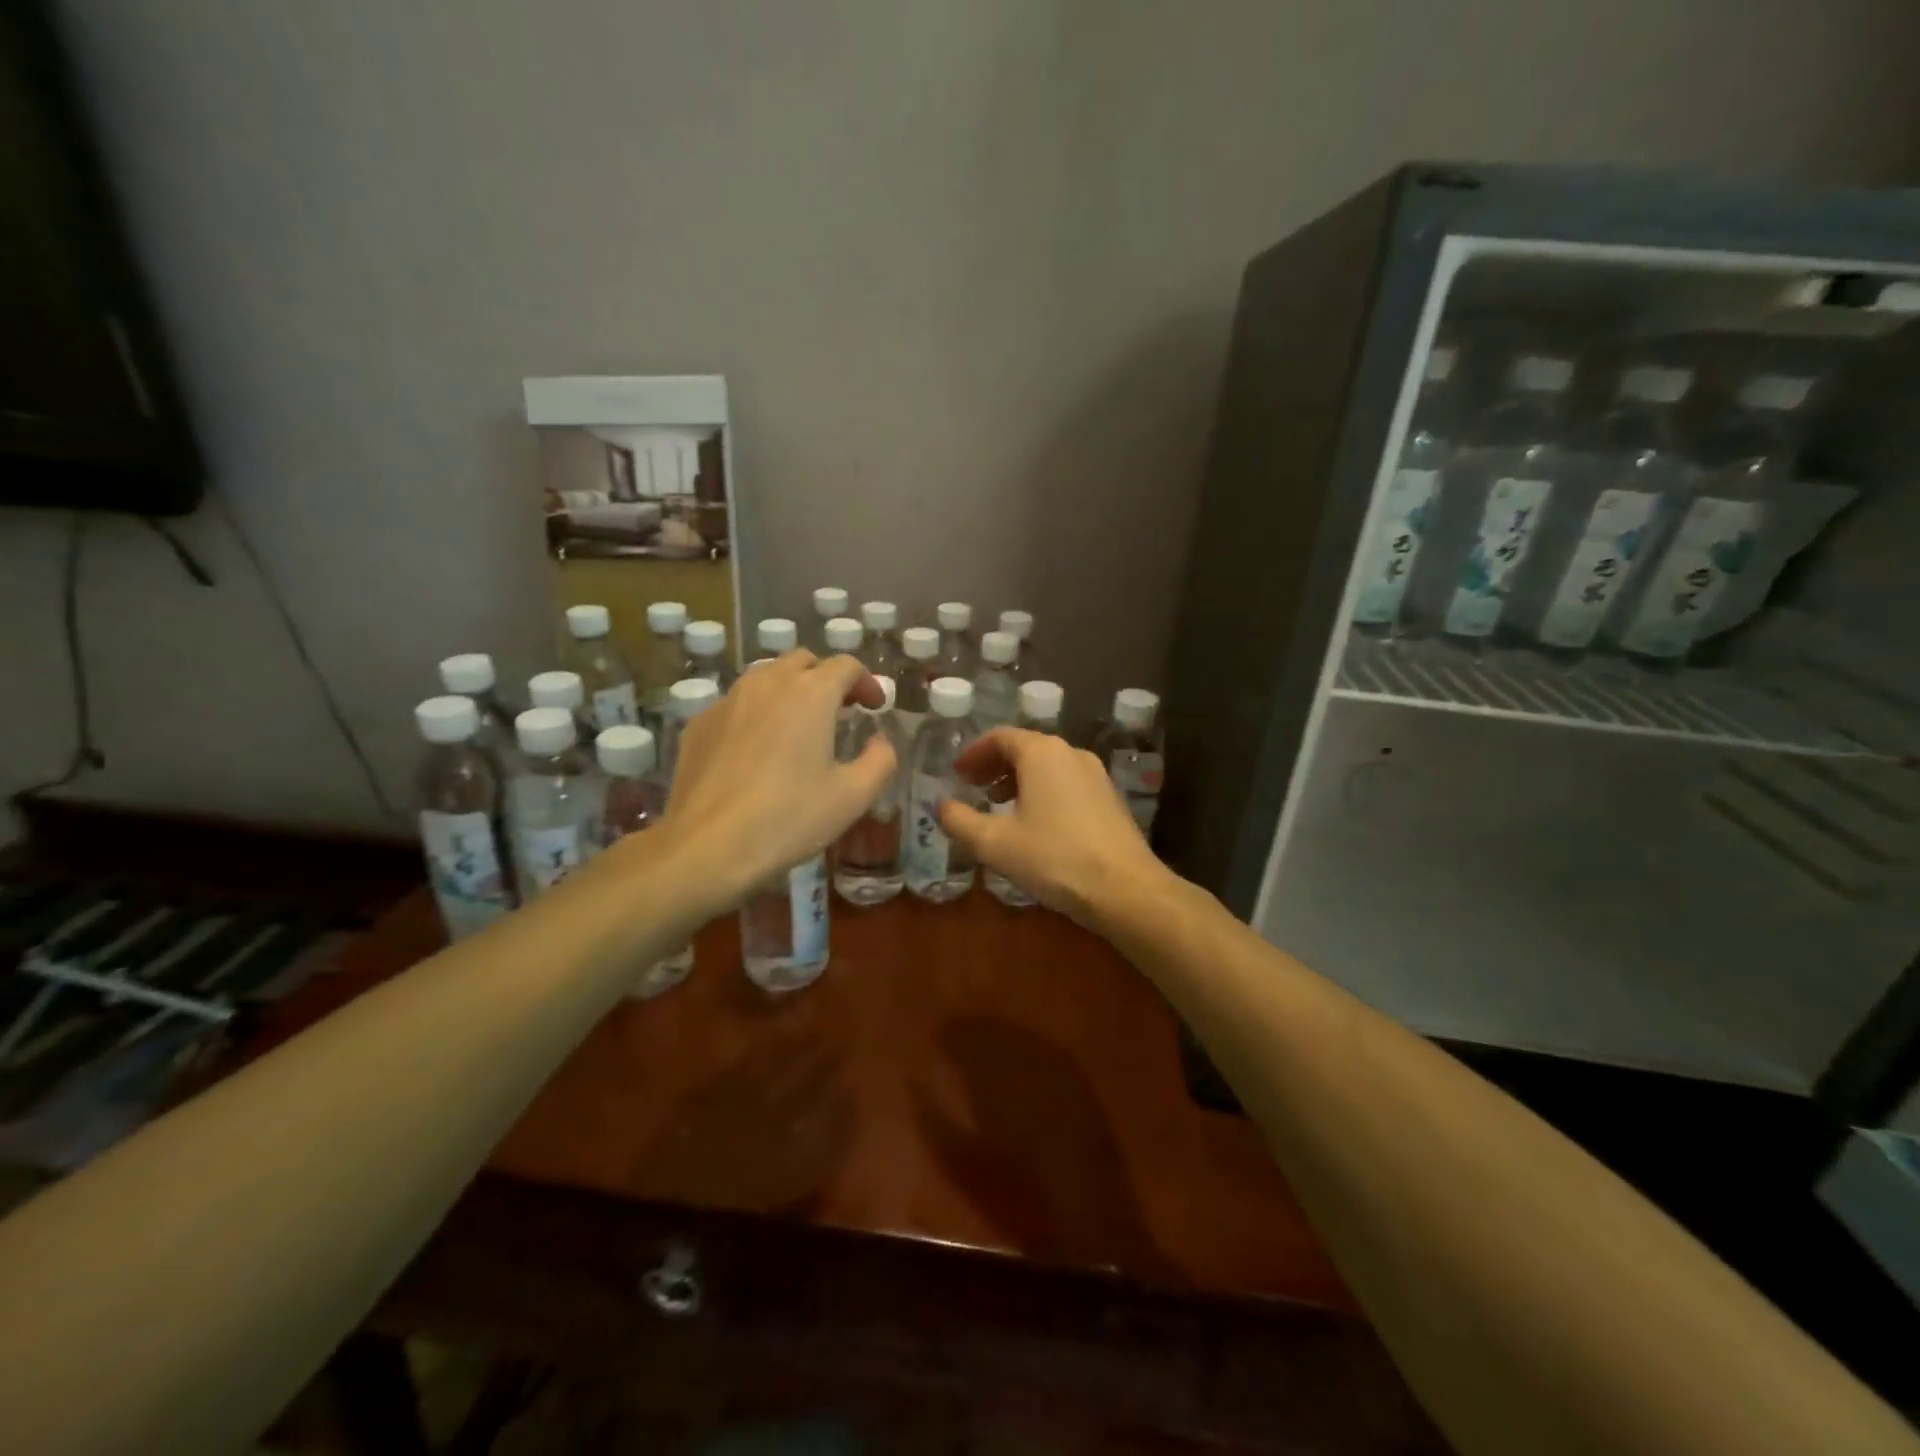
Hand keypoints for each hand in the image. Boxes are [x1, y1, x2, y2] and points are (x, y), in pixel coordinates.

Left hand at [660, 652, 893, 904]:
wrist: (707, 846)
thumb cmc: (789, 818)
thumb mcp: (853, 796)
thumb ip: (880, 760)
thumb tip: (880, 741)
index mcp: (811, 693)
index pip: (846, 666)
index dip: (867, 682)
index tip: (874, 707)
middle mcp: (768, 683)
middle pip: (803, 662)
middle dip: (827, 679)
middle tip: (841, 711)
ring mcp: (728, 700)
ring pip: (766, 677)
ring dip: (790, 690)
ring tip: (800, 726)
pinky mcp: (699, 723)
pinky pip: (737, 704)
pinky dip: (757, 712)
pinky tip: (759, 750)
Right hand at [936, 728, 1168, 925]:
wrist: (1125, 889)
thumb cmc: (1054, 858)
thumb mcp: (995, 844)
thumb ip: (960, 821)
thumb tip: (940, 805)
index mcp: (1041, 753)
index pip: (1000, 737)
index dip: (974, 753)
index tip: (957, 774)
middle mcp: (1071, 753)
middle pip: (1025, 747)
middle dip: (995, 765)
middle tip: (973, 787)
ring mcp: (1096, 775)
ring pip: (1048, 766)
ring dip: (1019, 779)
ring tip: (999, 805)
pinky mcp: (1110, 798)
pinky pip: (1067, 782)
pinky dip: (1043, 790)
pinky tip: (1035, 823)